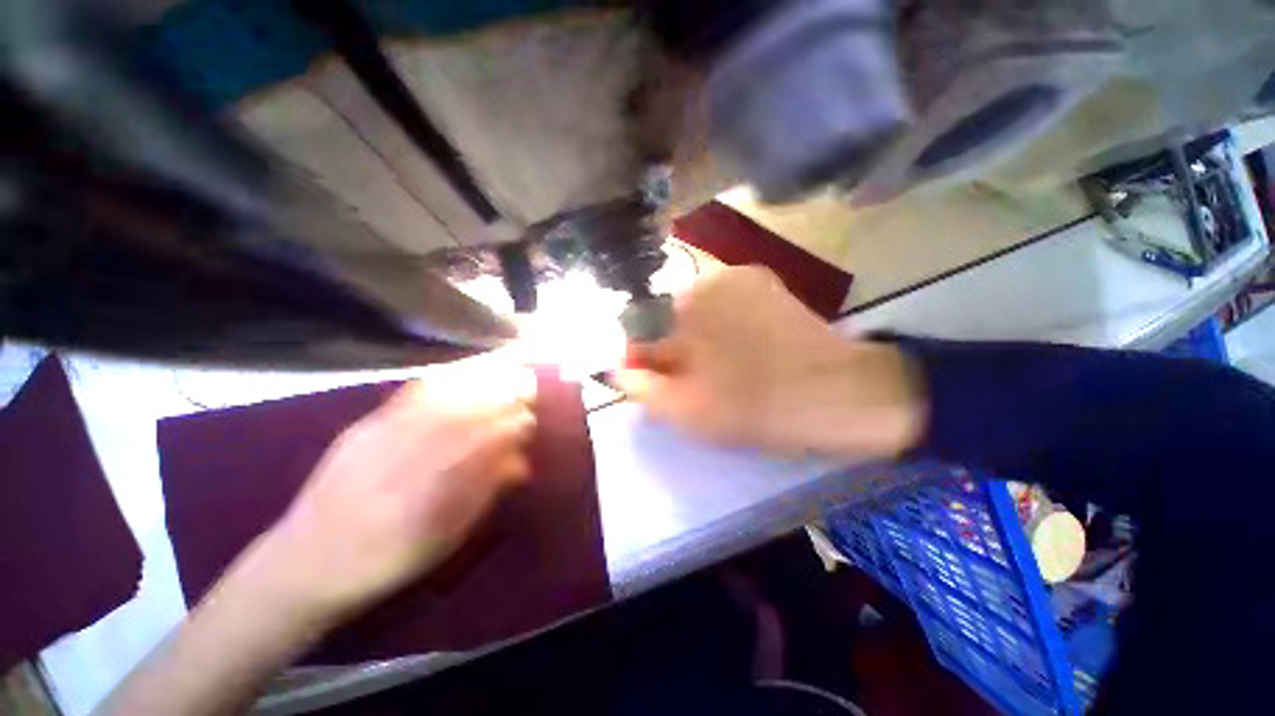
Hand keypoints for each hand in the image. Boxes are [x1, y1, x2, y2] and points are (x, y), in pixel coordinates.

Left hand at [240, 357, 536, 626]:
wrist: (305, 562)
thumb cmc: (385, 561)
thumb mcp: (442, 540)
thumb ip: (482, 496)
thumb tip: (520, 463)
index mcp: (426, 493)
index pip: (481, 445)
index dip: (511, 427)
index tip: (531, 420)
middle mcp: (402, 458)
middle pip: (464, 414)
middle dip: (501, 397)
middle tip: (527, 388)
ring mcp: (378, 438)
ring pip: (439, 400)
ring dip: (477, 383)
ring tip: (503, 374)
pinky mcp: (362, 427)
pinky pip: (408, 397)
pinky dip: (441, 382)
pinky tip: (459, 376)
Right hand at [615, 266, 922, 458]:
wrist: (840, 393)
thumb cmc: (756, 407)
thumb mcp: (687, 411)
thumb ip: (642, 387)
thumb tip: (616, 368)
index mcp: (681, 312)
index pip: (638, 328)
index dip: (641, 355)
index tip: (654, 378)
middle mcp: (704, 280)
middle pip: (666, 314)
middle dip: (669, 344)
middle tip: (691, 376)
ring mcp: (737, 275)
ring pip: (695, 307)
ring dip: (695, 333)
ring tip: (720, 363)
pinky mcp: (762, 280)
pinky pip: (723, 300)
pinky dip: (721, 321)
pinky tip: (742, 344)